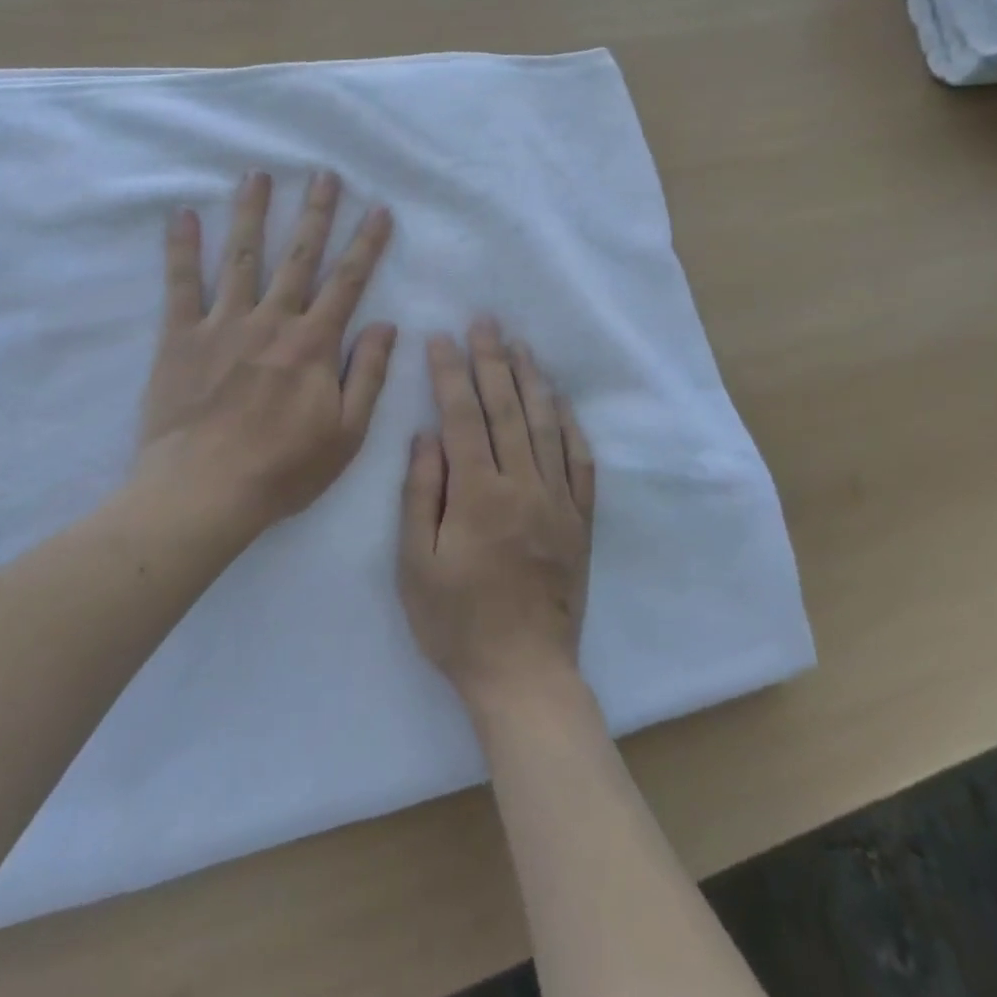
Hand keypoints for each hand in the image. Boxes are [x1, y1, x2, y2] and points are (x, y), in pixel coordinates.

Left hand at [139, 169, 395, 531]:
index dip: (366, 244)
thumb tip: (387, 326)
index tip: (378, 210)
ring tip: (259, 174)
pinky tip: (181, 215)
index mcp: (314, 344)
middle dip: (316, 213)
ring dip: (252, 213)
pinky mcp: (181, 336)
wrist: (205, 491)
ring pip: (242, 256)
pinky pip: (181, 284)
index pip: (348, 283)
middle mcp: (272, 321)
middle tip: (325, 174)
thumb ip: (368, 375)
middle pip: (299, 257)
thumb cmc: (282, 469)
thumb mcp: (346, 433)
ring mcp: (224, 323)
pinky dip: (181, 248)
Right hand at [398, 321, 595, 714]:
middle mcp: (522, 486)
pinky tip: (564, 405)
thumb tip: (426, 436)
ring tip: (522, 346)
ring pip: (547, 427)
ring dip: (533, 381)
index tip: (442, 338)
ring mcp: (558, 502)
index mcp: (477, 494)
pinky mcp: (581, 522)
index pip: (462, 417)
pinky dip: (572, 429)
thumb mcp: (416, 564)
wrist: (524, 675)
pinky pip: (581, 465)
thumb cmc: (457, 623)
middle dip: (493, 360)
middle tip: (486, 322)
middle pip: (507, 409)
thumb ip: (420, 494)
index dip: (451, 373)